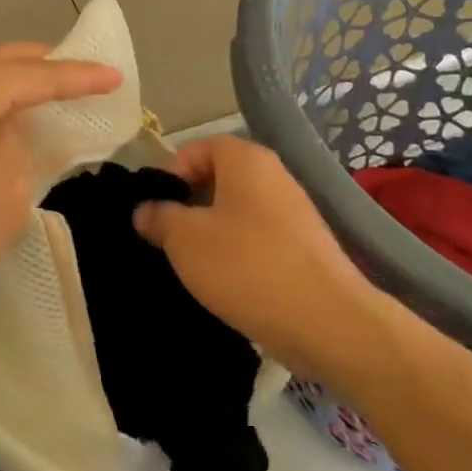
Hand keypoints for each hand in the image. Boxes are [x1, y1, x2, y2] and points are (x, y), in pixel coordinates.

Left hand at [0, 43, 121, 325]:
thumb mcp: (4, 193)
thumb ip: (20, 145)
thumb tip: (6, 131)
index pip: (33, 75)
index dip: (78, 77)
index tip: (115, 76)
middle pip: (0, 62)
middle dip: (45, 70)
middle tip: (86, 78)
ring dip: (11, 85)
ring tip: (49, 95)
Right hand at [133, 134, 375, 375]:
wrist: (327, 322)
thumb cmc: (247, 266)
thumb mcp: (185, 240)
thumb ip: (159, 217)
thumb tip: (144, 210)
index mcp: (246, 159)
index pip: (198, 148)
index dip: (171, 174)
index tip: (156, 210)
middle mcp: (274, 175)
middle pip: (218, 179)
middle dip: (189, 206)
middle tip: (167, 239)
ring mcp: (294, 212)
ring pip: (238, 212)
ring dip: (212, 234)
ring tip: (192, 266)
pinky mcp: (305, 248)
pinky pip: (259, 240)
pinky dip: (238, 255)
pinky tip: (225, 284)